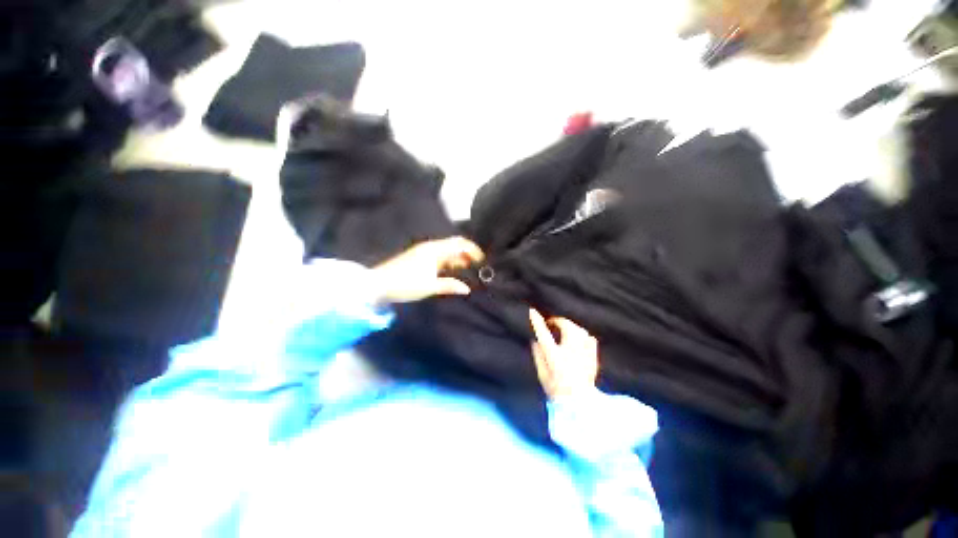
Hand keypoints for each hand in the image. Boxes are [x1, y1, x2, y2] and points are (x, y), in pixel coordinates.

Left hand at [373, 237, 484, 303]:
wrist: (379, 284)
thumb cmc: (406, 284)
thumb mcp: (430, 287)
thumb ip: (450, 286)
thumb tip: (466, 289)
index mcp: (435, 250)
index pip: (459, 244)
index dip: (473, 250)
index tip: (481, 261)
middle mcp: (431, 247)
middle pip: (454, 245)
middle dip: (466, 253)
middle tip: (475, 265)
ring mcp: (424, 251)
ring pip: (446, 250)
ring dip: (457, 257)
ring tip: (466, 269)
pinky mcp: (419, 257)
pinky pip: (439, 255)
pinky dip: (448, 260)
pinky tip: (450, 270)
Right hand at [529, 308, 598, 398]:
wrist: (579, 404)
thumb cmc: (556, 390)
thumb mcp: (541, 374)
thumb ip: (537, 355)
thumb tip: (535, 341)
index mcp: (555, 356)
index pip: (543, 334)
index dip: (537, 321)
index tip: (532, 311)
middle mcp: (570, 352)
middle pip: (566, 327)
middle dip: (558, 321)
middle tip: (552, 323)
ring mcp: (583, 353)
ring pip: (579, 330)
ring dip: (570, 326)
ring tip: (564, 329)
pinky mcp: (592, 357)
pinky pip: (589, 338)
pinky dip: (583, 335)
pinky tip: (578, 338)